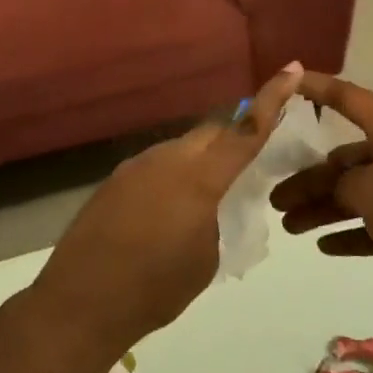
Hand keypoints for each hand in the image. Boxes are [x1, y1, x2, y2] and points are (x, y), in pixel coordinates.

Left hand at [34, 64, 305, 360]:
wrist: (80, 303)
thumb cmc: (154, 289)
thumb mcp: (206, 258)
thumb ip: (219, 218)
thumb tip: (213, 202)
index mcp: (199, 178)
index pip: (245, 130)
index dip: (272, 99)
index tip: (292, 69)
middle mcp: (167, 159)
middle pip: (211, 132)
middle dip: (233, 138)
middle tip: (247, 163)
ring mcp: (135, 166)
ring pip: (181, 148)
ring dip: (200, 161)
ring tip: (203, 199)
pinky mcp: (114, 179)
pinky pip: (156, 165)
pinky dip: (172, 176)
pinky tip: (165, 211)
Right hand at [271, 72, 372, 317]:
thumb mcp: (372, 192)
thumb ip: (340, 183)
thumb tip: (333, 186)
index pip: (349, 98)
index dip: (317, 87)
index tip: (286, 80)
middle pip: (345, 159)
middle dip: (309, 178)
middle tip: (275, 199)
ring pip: (357, 193)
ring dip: (323, 208)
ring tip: (290, 226)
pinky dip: (350, 231)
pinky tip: (324, 246)